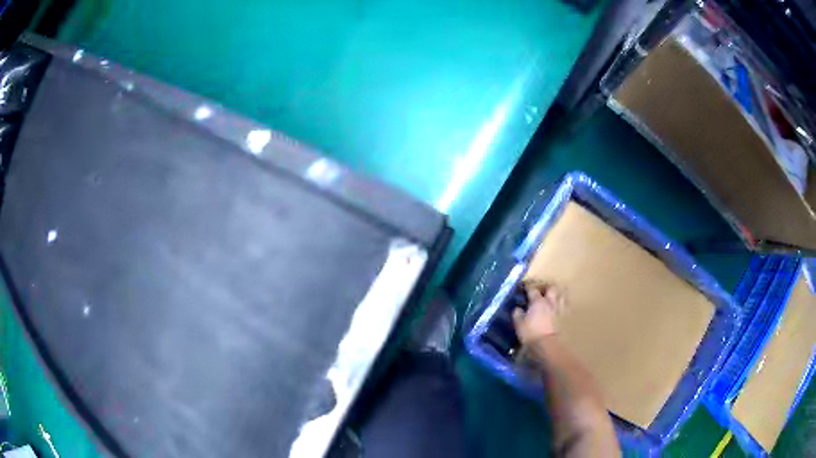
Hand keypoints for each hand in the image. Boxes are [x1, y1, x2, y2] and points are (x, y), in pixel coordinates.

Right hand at [513, 283, 564, 344]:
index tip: (524, 289)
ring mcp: (558, 308)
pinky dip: (562, 304)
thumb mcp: (519, 324)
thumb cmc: (531, 333)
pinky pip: (565, 305)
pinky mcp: (564, 317)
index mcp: (538, 301)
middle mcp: (550, 302)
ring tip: (553, 298)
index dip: (528, 288)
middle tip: (542, 292)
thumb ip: (517, 314)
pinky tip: (558, 307)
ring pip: (562, 295)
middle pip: (551, 288)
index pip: (532, 290)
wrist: (547, 344)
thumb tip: (517, 308)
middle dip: (547, 288)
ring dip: (557, 294)